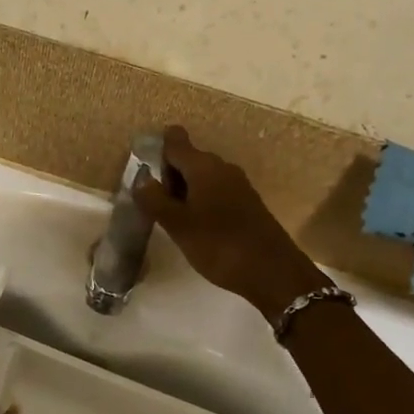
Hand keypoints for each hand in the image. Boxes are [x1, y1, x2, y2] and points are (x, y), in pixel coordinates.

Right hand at [131, 125, 329, 324]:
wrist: (273, 272)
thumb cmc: (219, 245)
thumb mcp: (178, 225)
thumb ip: (154, 200)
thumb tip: (140, 179)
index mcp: (203, 166)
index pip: (175, 142)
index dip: (157, 148)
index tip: (142, 168)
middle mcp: (222, 168)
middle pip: (188, 159)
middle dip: (168, 176)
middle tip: (153, 204)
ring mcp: (237, 185)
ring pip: (201, 178)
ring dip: (184, 192)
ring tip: (171, 219)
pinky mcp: (247, 204)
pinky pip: (215, 192)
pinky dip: (200, 202)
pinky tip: (195, 227)